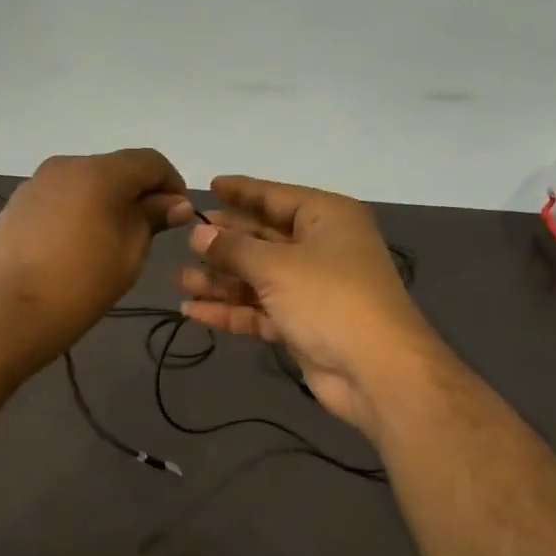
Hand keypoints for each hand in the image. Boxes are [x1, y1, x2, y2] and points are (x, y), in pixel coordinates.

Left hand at [0, 149, 192, 373]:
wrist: (3, 315)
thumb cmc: (78, 287)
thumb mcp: (128, 256)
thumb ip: (152, 220)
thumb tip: (174, 203)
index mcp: (99, 173)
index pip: (150, 161)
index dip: (171, 184)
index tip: (178, 216)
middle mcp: (65, 165)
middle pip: (116, 169)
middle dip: (138, 194)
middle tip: (148, 234)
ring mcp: (36, 183)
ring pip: (86, 183)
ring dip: (106, 203)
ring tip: (110, 244)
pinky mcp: (16, 204)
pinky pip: (60, 198)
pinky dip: (78, 212)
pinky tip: (76, 248)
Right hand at [180, 175, 442, 436]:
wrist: (375, 370)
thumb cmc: (329, 298)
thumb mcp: (277, 266)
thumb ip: (234, 249)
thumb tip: (198, 233)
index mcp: (326, 218)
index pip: (276, 197)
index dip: (242, 192)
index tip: (209, 186)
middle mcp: (321, 248)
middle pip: (264, 238)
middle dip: (225, 242)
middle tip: (185, 240)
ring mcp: (312, 289)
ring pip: (258, 277)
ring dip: (221, 280)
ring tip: (179, 280)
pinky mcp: (303, 324)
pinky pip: (260, 309)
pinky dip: (231, 310)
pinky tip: (193, 311)